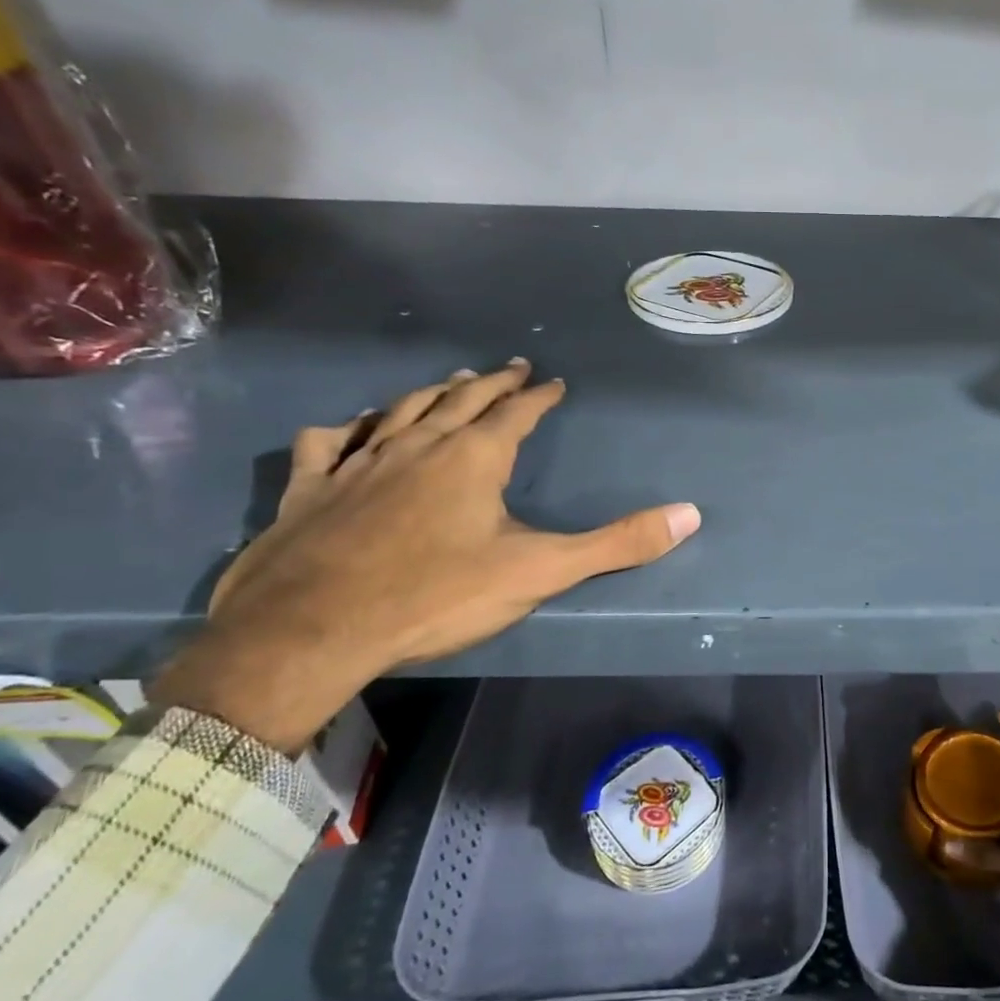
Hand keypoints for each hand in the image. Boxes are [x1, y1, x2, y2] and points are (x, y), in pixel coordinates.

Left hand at [153, 360, 700, 752]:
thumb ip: (617, 543)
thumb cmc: (435, 596)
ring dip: (429, 394)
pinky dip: (345, 428)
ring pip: (399, 412)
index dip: (538, 396)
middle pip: (460, 400)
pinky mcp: (308, 489)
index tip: (553, 383)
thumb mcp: (540, 572)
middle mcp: (417, 445)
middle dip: (490, 383)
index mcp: (474, 457)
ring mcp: (358, 463)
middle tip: (509, 368)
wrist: (310, 632)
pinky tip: (349, 427)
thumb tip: (691, 515)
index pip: (517, 413)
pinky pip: (327, 443)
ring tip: (448, 383)